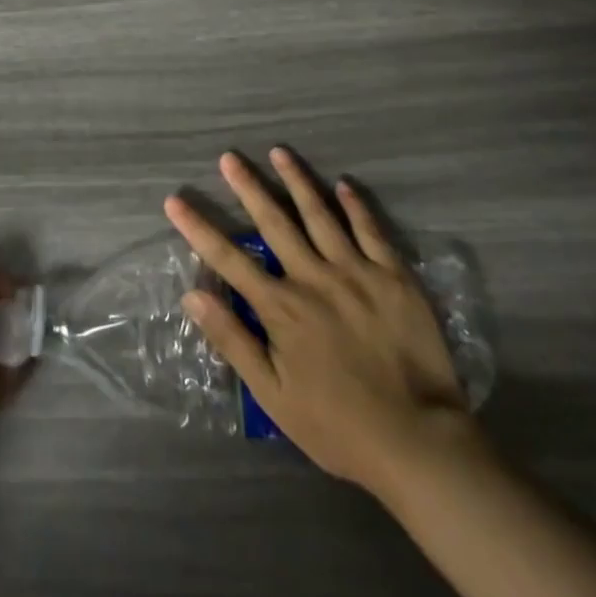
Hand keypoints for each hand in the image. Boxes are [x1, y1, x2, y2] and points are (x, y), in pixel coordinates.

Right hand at [164, 148, 472, 492]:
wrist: (420, 444)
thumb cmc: (339, 426)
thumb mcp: (274, 395)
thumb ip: (233, 341)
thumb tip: (192, 295)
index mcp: (282, 307)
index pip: (229, 259)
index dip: (199, 229)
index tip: (175, 200)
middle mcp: (314, 277)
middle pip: (274, 222)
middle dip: (248, 187)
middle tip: (229, 157)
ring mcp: (357, 272)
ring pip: (320, 214)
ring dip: (297, 180)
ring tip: (278, 152)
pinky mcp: (394, 277)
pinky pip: (371, 230)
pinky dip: (355, 205)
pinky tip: (342, 184)